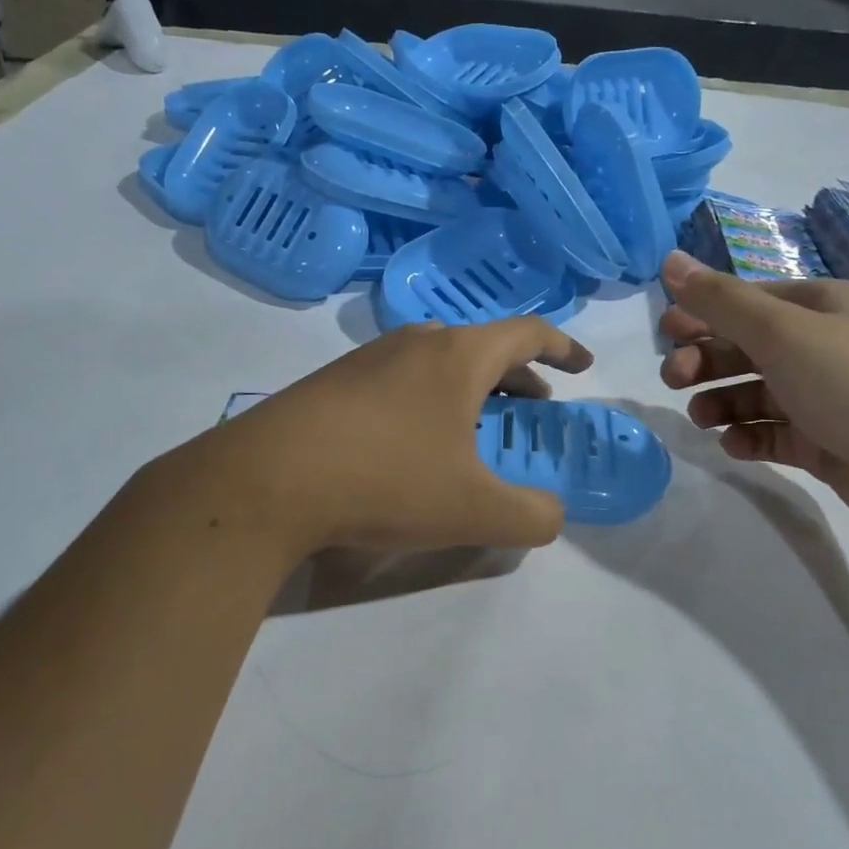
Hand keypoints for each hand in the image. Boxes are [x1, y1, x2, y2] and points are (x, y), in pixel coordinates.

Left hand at [165, 318, 593, 555]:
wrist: (265, 480)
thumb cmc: (386, 480)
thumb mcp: (474, 511)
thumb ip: (531, 516)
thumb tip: (551, 516)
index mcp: (458, 356)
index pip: (527, 333)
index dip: (563, 348)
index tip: (582, 367)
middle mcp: (414, 343)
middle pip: (482, 347)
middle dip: (518, 377)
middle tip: (533, 410)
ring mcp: (367, 359)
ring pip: (437, 363)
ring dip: (470, 390)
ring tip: (477, 431)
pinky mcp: (332, 383)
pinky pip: (400, 381)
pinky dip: (428, 402)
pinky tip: (414, 446)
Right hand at [657, 251, 848, 540]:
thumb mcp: (782, 332)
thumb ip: (721, 300)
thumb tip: (669, 259)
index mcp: (822, 307)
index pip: (749, 301)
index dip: (704, 313)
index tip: (665, 333)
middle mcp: (824, 346)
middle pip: (748, 347)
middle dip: (707, 360)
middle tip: (675, 380)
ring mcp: (826, 397)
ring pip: (756, 393)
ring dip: (722, 402)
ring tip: (703, 420)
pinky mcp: (826, 443)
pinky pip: (774, 433)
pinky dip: (749, 437)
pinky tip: (735, 446)